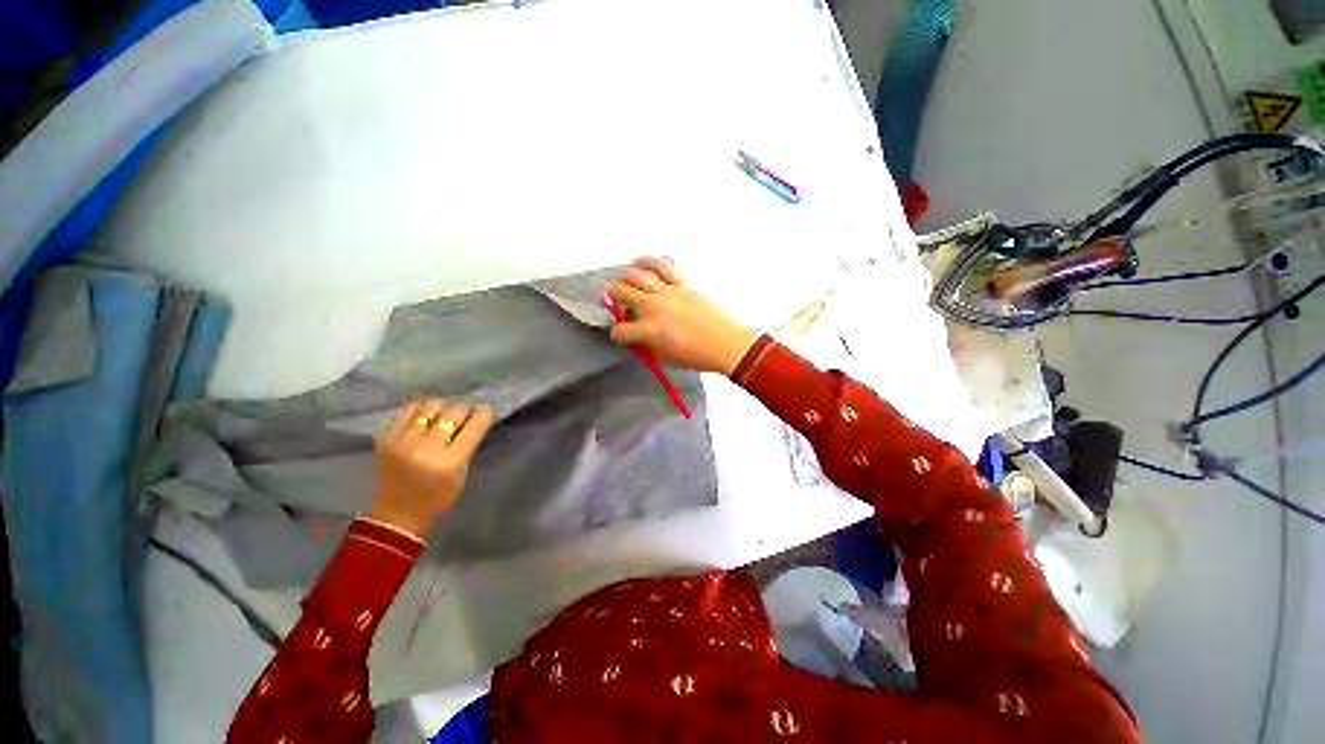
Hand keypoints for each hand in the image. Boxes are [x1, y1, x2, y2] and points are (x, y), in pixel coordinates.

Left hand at [370, 399, 496, 539]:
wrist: (397, 515)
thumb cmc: (438, 497)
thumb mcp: (462, 474)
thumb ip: (468, 446)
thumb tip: (477, 419)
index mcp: (449, 462)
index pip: (474, 427)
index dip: (485, 414)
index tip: (488, 410)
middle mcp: (425, 449)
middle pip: (454, 412)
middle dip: (466, 409)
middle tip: (468, 413)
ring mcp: (402, 442)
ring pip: (430, 406)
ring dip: (443, 407)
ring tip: (445, 414)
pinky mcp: (385, 439)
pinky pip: (408, 410)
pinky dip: (421, 409)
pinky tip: (425, 416)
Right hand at [607, 257, 757, 373]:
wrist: (725, 343)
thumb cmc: (696, 355)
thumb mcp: (664, 359)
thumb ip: (646, 346)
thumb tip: (638, 337)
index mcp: (648, 330)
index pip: (620, 330)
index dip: (618, 335)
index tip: (622, 335)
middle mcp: (653, 307)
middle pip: (620, 293)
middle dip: (613, 299)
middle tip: (617, 303)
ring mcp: (667, 292)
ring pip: (635, 276)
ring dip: (625, 280)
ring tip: (624, 283)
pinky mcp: (680, 284)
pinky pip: (660, 266)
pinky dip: (646, 262)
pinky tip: (638, 263)